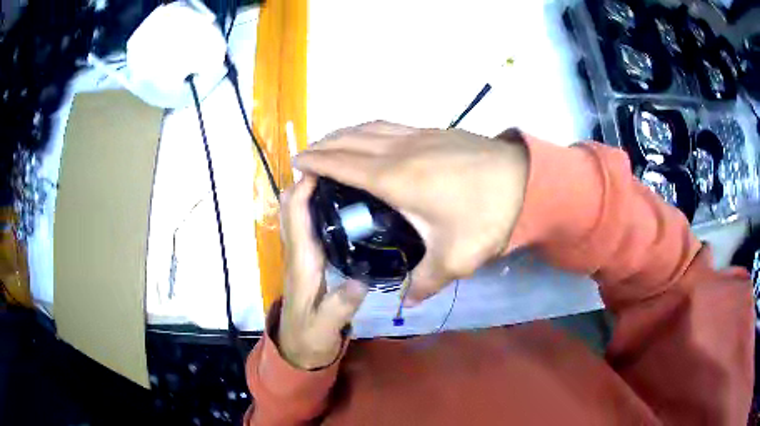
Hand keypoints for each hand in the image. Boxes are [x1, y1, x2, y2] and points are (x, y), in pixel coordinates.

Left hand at [278, 175, 368, 369]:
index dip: (303, 189)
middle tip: (339, 162)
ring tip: (341, 174)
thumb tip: (360, 279)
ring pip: (297, 212)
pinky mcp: (308, 257)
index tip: (324, 164)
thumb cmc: (310, 337)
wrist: (298, 348)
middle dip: (306, 180)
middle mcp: (297, 252)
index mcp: (302, 264)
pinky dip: (315, 204)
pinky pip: (306, 222)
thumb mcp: (325, 328)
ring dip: (309, 189)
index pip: (296, 217)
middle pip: (292, 207)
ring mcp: (301, 253)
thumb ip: (340, 307)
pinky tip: (340, 201)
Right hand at [294, 122, 528, 304]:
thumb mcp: (455, 258)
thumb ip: (426, 282)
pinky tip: (372, 138)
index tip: (297, 163)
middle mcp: (399, 151)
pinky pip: (390, 125)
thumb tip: (409, 302)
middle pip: (350, 140)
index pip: (343, 164)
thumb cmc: (486, 216)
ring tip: (332, 143)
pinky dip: (369, 129)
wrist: (526, 179)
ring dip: (345, 133)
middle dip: (324, 145)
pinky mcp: (435, 131)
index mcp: (394, 179)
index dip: (317, 162)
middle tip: (307, 155)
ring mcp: (418, 136)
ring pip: (370, 128)